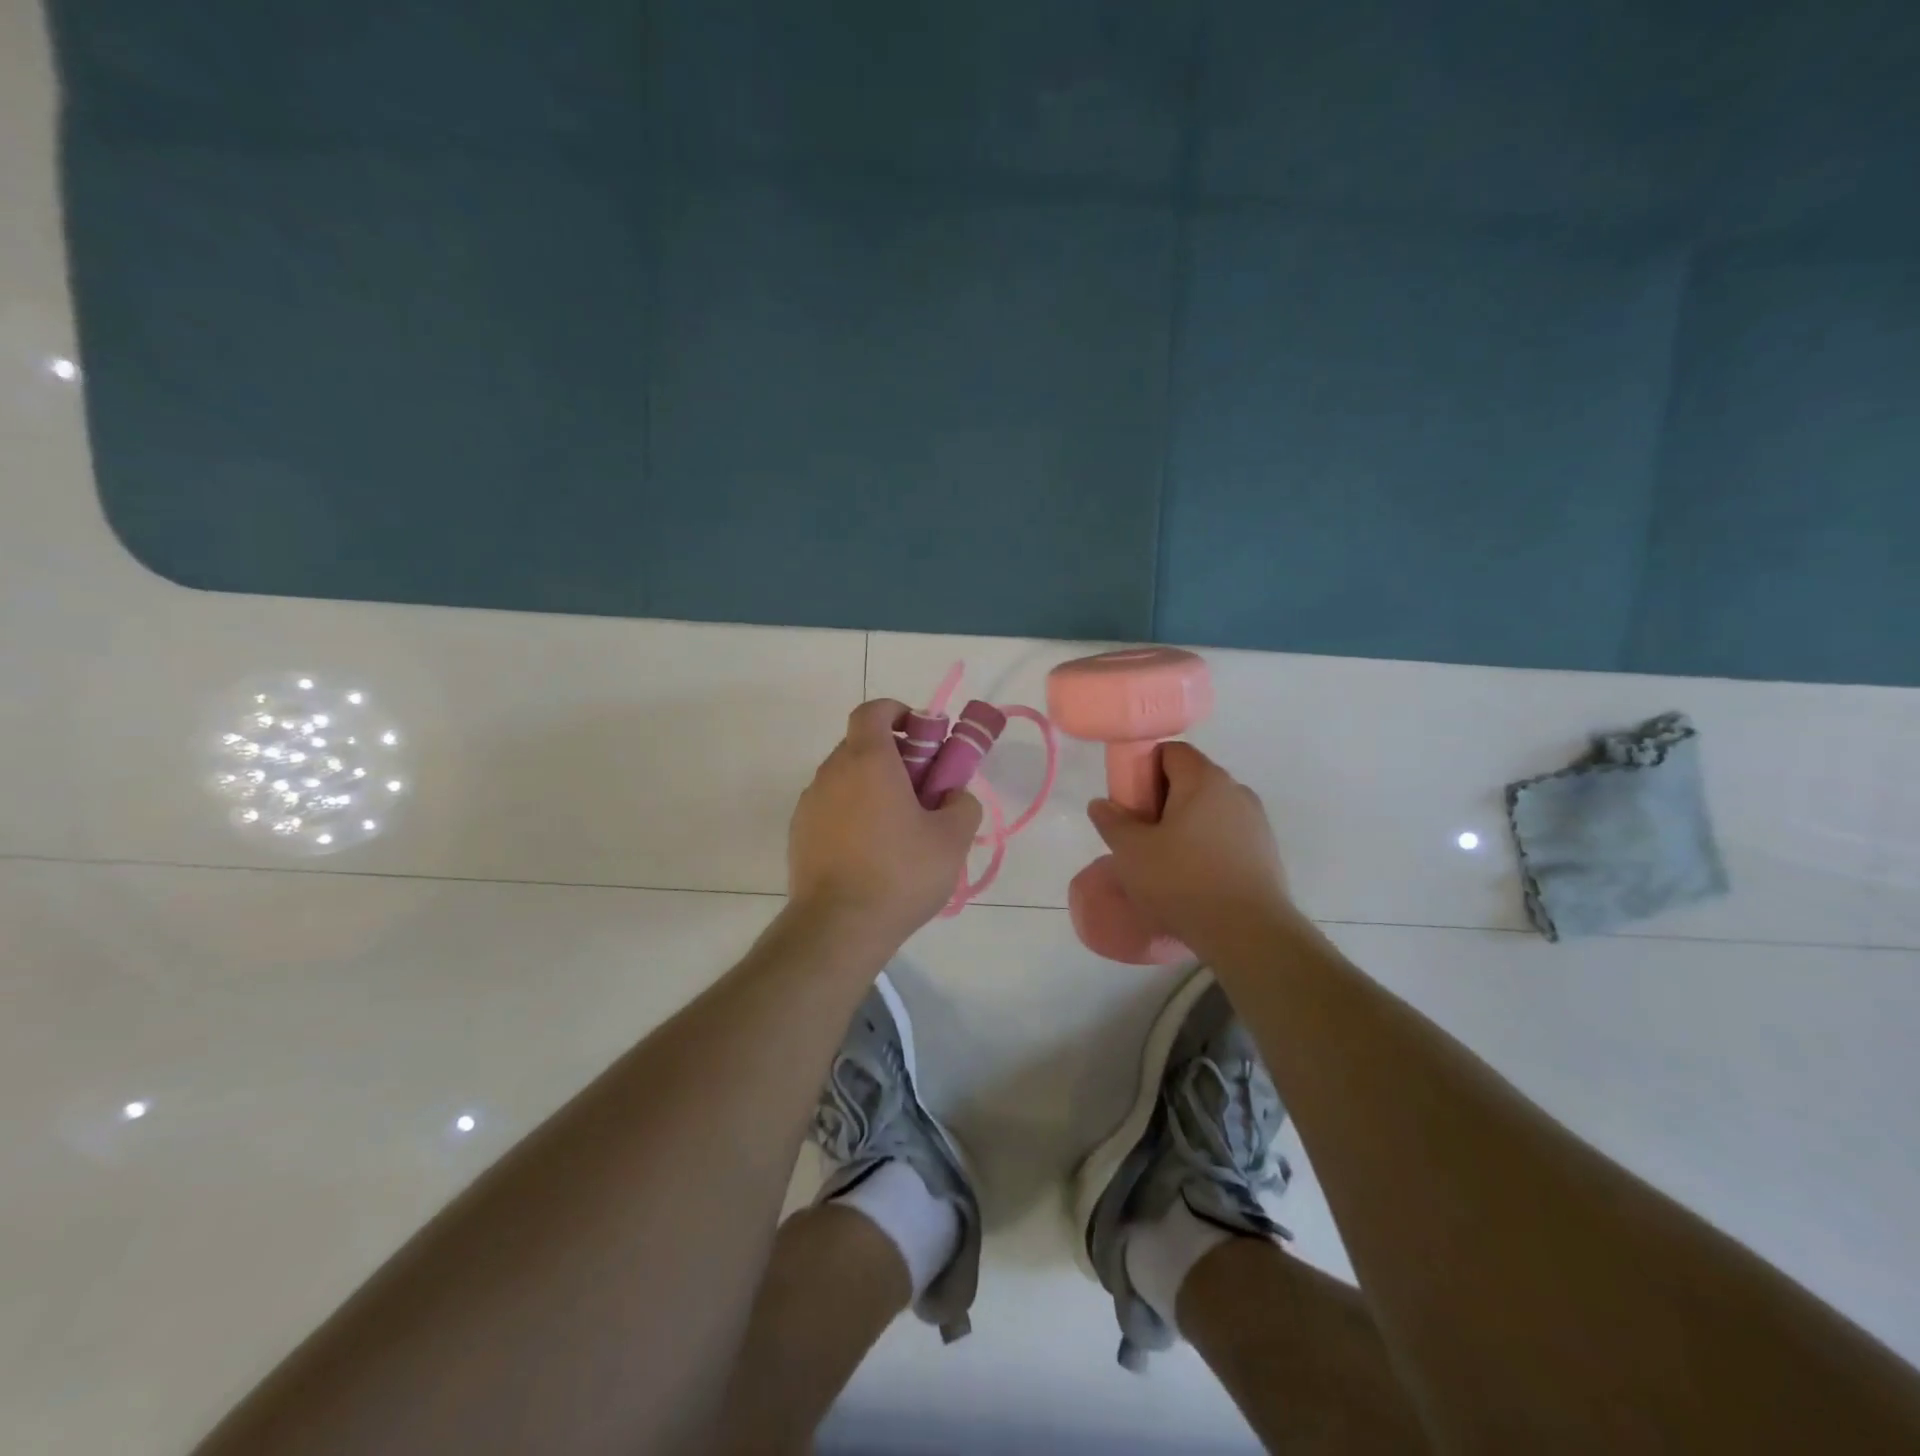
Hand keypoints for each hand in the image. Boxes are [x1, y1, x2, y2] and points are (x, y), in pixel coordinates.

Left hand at [787, 699, 983, 947]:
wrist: (838, 927)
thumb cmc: (900, 874)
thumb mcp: (952, 839)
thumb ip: (962, 804)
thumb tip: (953, 795)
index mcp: (868, 760)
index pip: (873, 711)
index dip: (898, 711)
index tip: (921, 733)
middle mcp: (832, 772)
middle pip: (861, 744)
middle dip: (893, 755)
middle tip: (922, 787)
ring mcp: (810, 803)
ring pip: (845, 778)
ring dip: (872, 786)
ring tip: (899, 826)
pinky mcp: (799, 834)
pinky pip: (831, 808)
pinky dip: (852, 813)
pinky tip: (871, 851)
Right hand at [1086, 742, 1297, 954]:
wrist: (1248, 933)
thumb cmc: (1182, 881)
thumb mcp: (1131, 852)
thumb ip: (1112, 822)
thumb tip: (1101, 804)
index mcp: (1204, 779)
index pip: (1171, 751)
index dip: (1145, 768)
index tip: (1130, 800)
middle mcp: (1236, 790)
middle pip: (1191, 779)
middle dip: (1163, 799)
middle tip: (1142, 833)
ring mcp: (1256, 821)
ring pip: (1211, 809)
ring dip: (1186, 824)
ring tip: (1167, 860)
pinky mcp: (1266, 852)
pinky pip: (1228, 835)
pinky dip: (1208, 845)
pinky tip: (1195, 877)